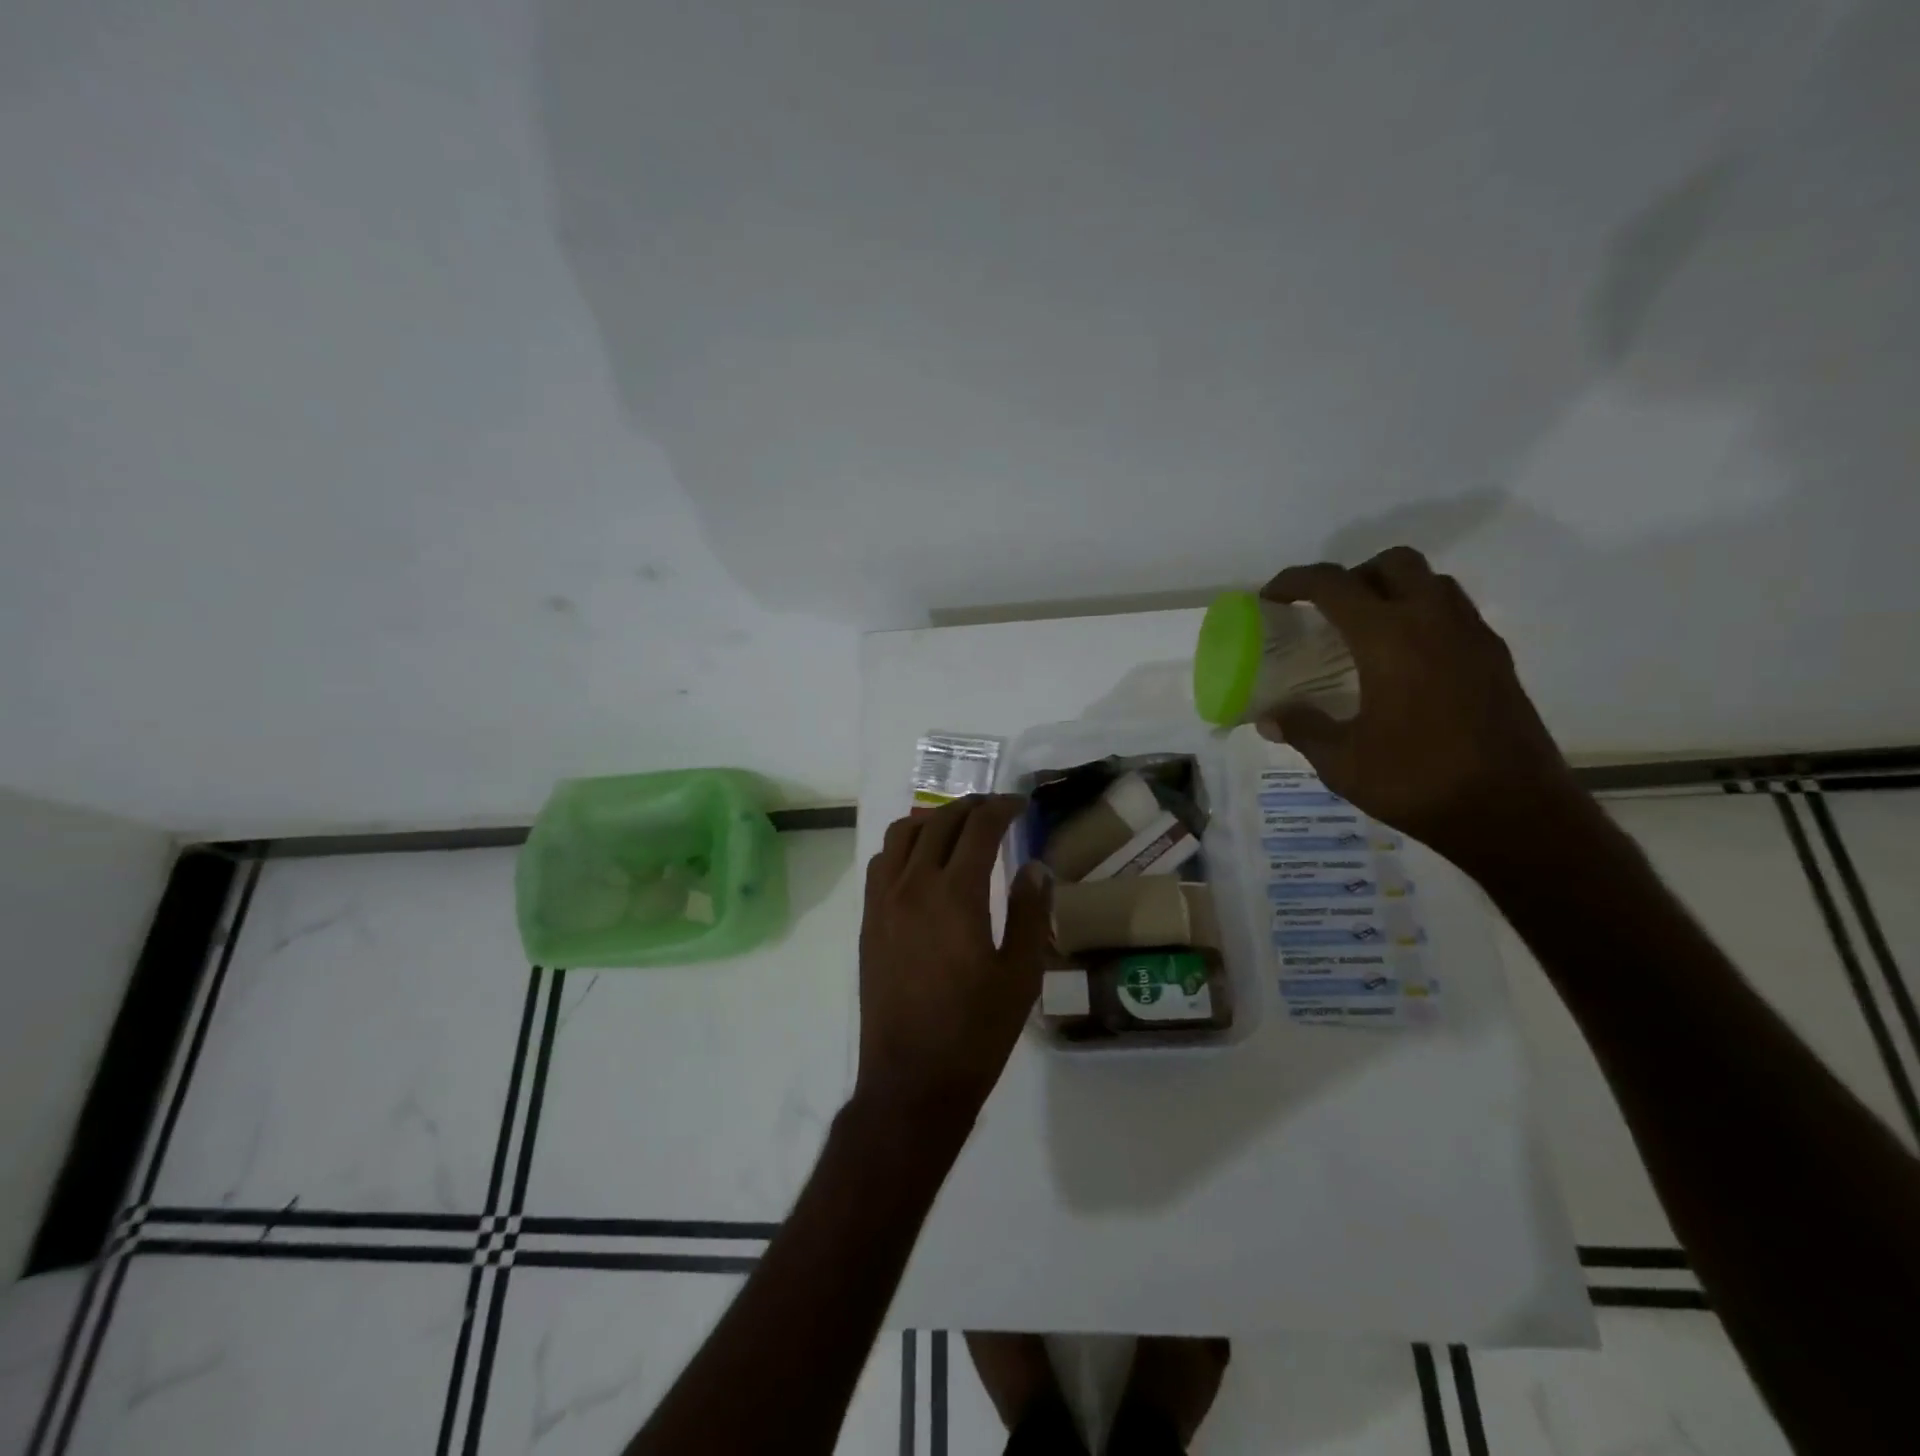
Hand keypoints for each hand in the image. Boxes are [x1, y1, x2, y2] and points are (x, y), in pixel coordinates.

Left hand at [854, 795, 1051, 1130]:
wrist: (912, 1080)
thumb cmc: (976, 1031)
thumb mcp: (1021, 975)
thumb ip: (1029, 913)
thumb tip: (1034, 867)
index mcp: (956, 894)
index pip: (979, 828)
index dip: (1003, 808)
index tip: (1021, 805)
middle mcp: (914, 885)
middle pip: (940, 822)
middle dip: (971, 806)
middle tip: (997, 809)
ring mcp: (884, 901)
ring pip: (903, 835)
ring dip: (934, 820)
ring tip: (958, 826)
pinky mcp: (869, 921)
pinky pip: (882, 863)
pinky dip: (905, 845)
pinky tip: (922, 862)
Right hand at [1258, 547, 1588, 869]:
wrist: (1514, 813)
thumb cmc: (1417, 782)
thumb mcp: (1342, 762)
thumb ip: (1303, 729)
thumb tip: (1269, 717)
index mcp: (1389, 638)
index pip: (1335, 584)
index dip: (1296, 581)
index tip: (1272, 596)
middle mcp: (1434, 622)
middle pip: (1394, 563)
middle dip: (1354, 575)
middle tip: (1328, 611)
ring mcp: (1473, 637)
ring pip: (1432, 582)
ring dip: (1394, 591)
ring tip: (1366, 632)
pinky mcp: (1497, 659)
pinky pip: (1455, 613)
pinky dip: (1423, 618)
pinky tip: (1405, 664)